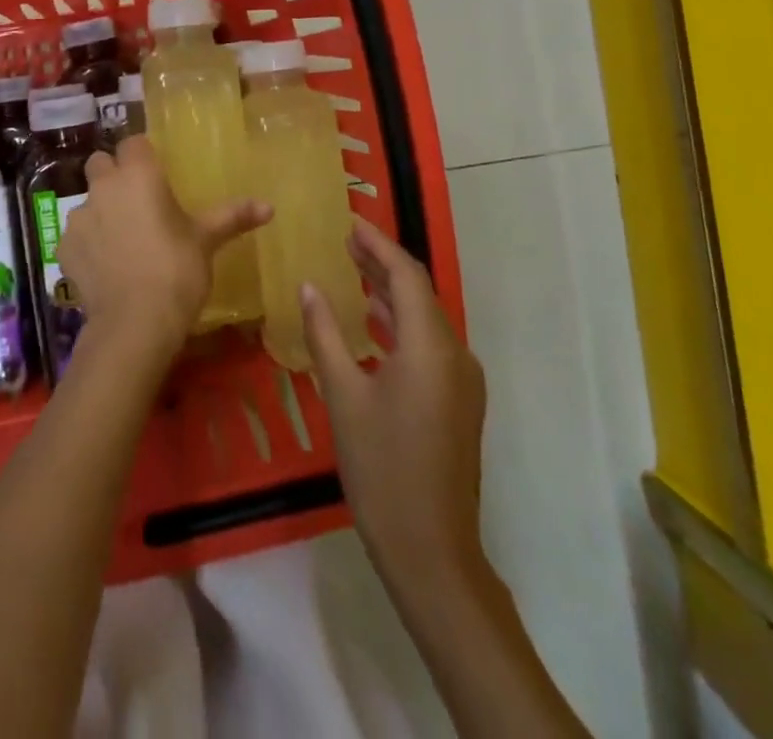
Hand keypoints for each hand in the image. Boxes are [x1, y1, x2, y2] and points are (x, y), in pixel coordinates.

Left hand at [56, 136, 269, 365]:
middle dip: (114, 174)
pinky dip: (88, 243)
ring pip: (86, 199)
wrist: (134, 323)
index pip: (133, 143)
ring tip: (123, 239)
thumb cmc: (176, 271)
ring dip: (101, 210)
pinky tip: (106, 266)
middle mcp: (104, 186)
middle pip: (101, 163)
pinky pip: (77, 234)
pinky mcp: (65, 247)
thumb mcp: (207, 241)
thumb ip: (233, 217)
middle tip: (136, 200)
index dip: (142, 154)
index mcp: (139, 174)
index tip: (156, 174)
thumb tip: (269, 207)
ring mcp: (80, 217)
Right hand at [301, 219, 486, 595]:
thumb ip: (324, 334)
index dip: (378, 244)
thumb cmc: (381, 469)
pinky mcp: (460, 400)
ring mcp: (462, 380)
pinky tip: (375, 323)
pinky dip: (402, 323)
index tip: (349, 222)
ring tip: (354, 271)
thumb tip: (309, 286)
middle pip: (419, 292)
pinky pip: (431, 343)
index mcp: (430, 346)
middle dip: (383, 263)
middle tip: (346, 241)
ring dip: (392, 292)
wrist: (432, 550)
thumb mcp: (342, 397)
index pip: (406, 275)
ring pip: (426, 318)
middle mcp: (455, 354)